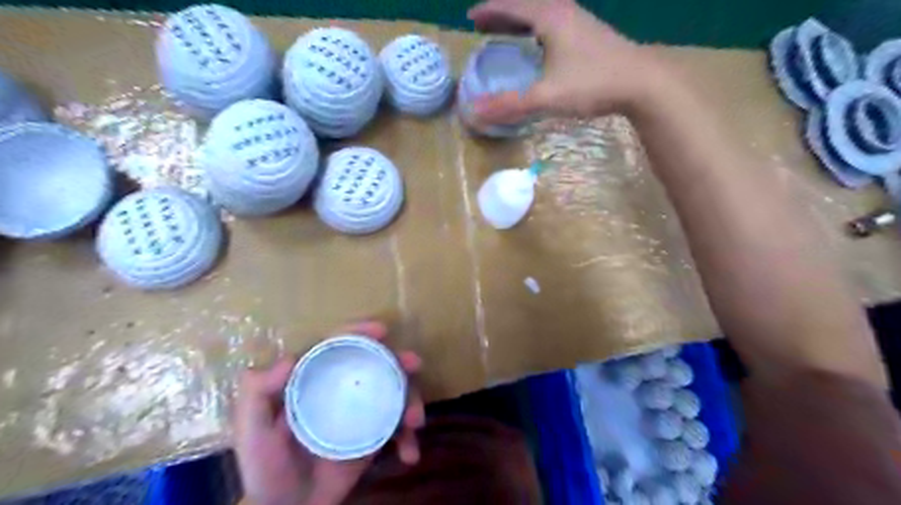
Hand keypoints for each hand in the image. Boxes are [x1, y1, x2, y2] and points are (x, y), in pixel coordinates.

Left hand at [233, 321, 426, 503]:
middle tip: (414, 364)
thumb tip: (289, 359)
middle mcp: (342, 389)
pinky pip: (397, 428)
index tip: (381, 330)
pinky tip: (410, 453)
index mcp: (315, 379)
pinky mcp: (374, 436)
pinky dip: (408, 437)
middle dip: (399, 360)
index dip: (359, 333)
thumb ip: (257, 395)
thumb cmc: (265, 468)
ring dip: (412, 399)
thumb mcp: (251, 432)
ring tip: (414, 422)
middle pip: (376, 364)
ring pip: (394, 392)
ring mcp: (362, 412)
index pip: (338, 346)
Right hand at [467, 0, 663, 124]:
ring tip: (506, 32)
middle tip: (483, 25)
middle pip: (526, 6)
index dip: (489, 11)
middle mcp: (564, 11)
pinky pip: (554, 23)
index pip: (511, 6)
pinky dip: (537, 29)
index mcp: (550, 17)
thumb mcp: (546, 97)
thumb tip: (474, 113)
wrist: (642, 82)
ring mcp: (580, 20)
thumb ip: (510, 105)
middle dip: (502, 14)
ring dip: (520, 21)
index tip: (471, 18)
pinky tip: (539, 45)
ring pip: (542, 13)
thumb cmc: (592, 84)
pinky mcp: (590, 33)